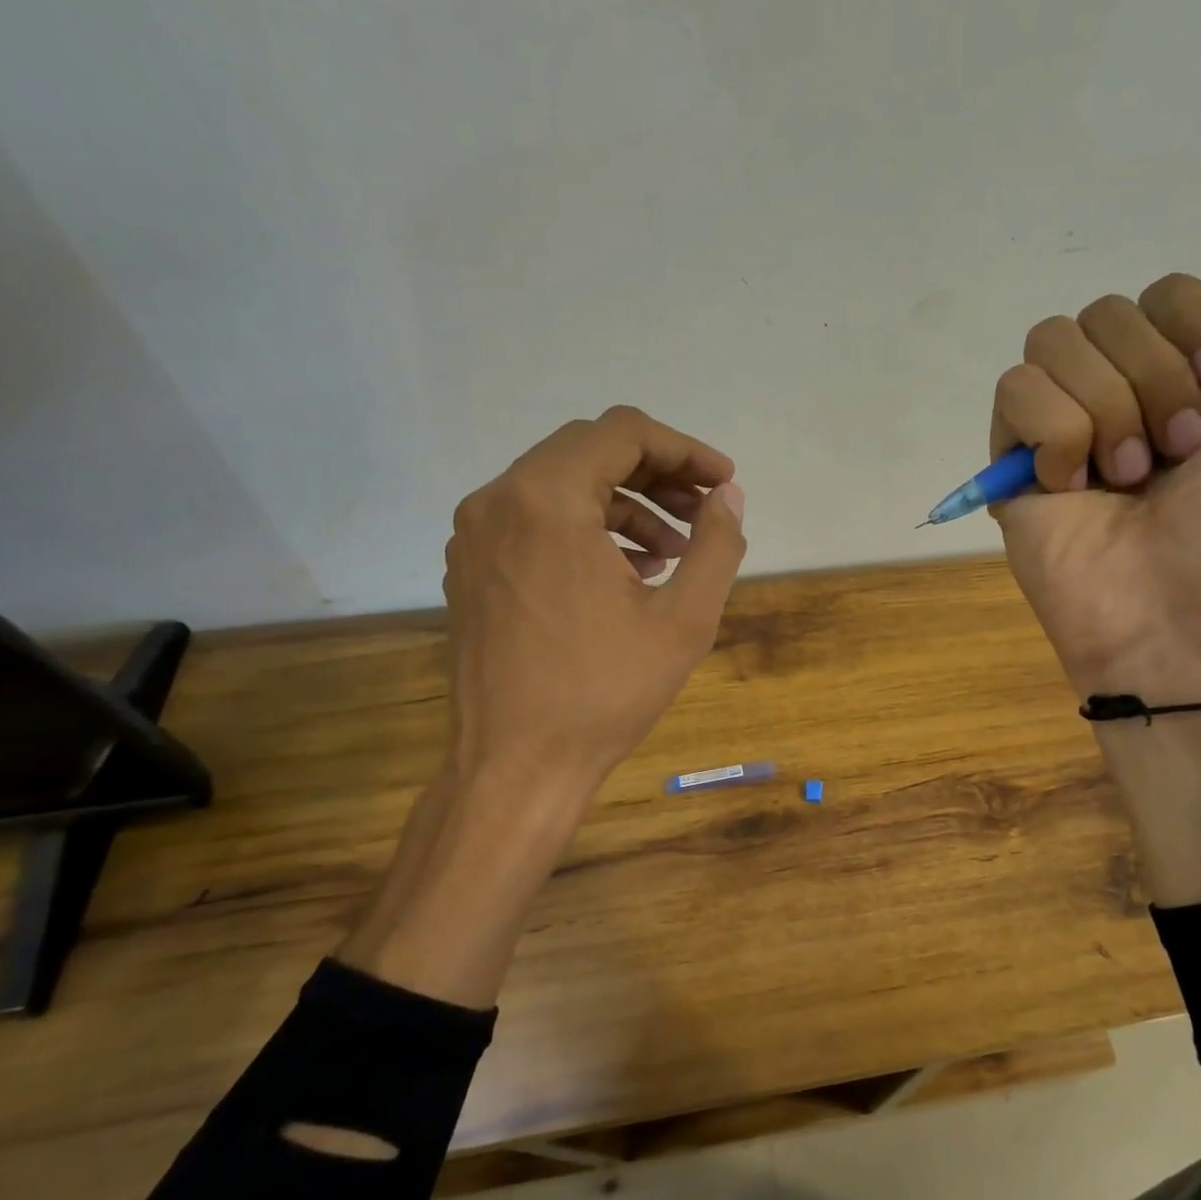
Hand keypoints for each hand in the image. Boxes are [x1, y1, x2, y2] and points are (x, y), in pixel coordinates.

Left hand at [341, 407, 745, 1005]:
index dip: (684, 449)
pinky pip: (535, 519)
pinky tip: (627, 571)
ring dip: (624, 503)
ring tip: (673, 551)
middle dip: (657, 473)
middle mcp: (499, 500)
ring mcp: (476, 534)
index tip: (723, 483)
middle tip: (704, 511)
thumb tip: (729, 496)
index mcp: (547, 500)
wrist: (514, 767)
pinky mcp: (471, 566)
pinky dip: (586, 527)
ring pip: (561, 484)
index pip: (623, 432)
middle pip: (589, 450)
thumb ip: (716, 544)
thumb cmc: (604, 693)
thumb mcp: (684, 620)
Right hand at [991, 275, 1200, 698]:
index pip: (1166, 294)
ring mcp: (1064, 431)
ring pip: (1053, 342)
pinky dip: (1054, 433)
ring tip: (1127, 478)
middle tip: (1177, 454)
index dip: (1192, 327)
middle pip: (1106, 311)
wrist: (1195, 618)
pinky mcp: (1015, 465)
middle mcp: (1123, 396)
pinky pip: (1015, 393)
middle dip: (1152, 377)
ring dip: (1105, 406)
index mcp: (1192, 383)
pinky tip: (1073, 486)